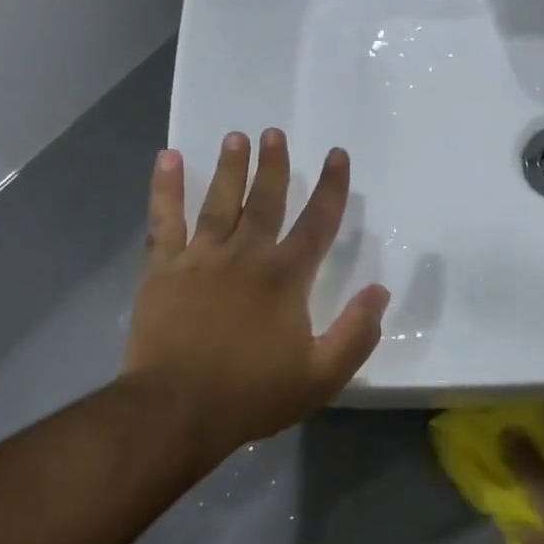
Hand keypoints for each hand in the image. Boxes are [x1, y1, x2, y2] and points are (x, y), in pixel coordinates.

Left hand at [125, 129, 389, 471]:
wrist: (177, 409)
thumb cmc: (253, 393)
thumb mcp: (322, 375)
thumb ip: (356, 333)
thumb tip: (380, 292)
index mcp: (286, 277)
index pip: (317, 222)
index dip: (331, 187)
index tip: (337, 155)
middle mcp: (246, 255)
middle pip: (264, 200)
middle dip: (273, 166)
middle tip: (274, 133)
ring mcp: (200, 258)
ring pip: (219, 202)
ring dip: (230, 168)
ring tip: (236, 137)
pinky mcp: (163, 270)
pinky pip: (165, 220)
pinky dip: (166, 188)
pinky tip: (169, 159)